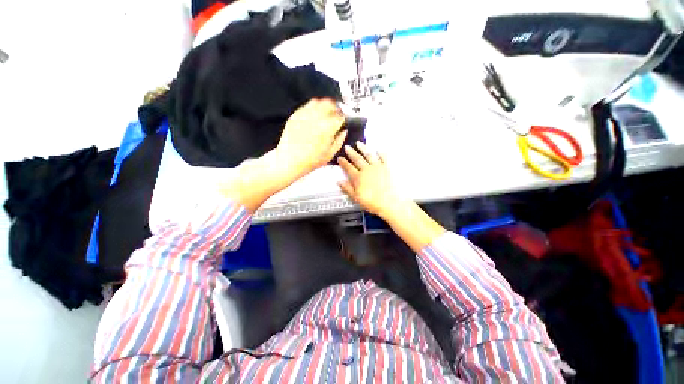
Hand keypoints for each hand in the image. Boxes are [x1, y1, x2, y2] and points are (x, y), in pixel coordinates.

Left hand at [276, 98, 346, 179]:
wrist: (290, 160)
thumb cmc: (311, 160)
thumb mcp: (330, 154)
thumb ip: (340, 141)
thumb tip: (344, 132)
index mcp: (329, 127)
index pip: (340, 116)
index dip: (343, 119)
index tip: (342, 122)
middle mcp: (318, 118)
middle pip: (330, 104)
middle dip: (334, 109)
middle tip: (335, 115)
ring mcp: (305, 115)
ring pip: (318, 102)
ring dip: (323, 106)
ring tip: (324, 113)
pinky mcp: (296, 115)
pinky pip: (306, 106)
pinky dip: (312, 108)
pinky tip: (313, 116)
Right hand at [337, 142, 404, 216]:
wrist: (390, 202)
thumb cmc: (372, 202)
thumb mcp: (357, 198)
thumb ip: (348, 189)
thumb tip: (339, 181)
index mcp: (358, 178)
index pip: (349, 168)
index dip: (344, 163)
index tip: (340, 158)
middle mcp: (367, 169)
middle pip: (357, 159)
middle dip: (351, 153)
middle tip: (347, 147)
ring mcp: (378, 167)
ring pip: (369, 156)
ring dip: (363, 149)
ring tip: (359, 143)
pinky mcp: (387, 168)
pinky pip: (384, 158)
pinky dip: (381, 153)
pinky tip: (379, 150)